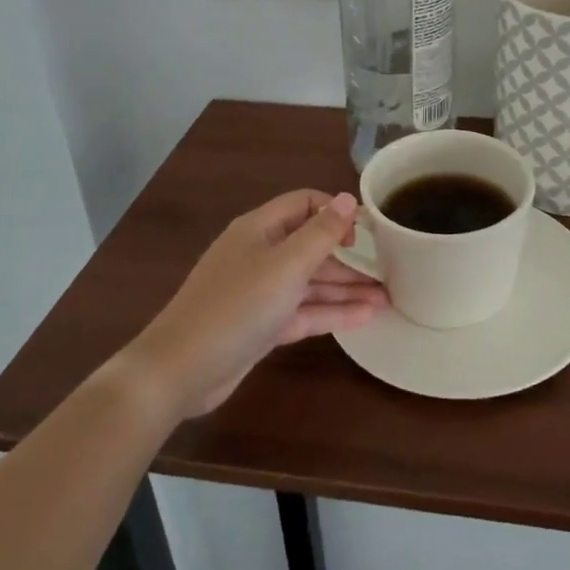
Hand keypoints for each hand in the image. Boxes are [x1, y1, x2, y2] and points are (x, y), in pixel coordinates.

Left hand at [125, 190, 384, 418]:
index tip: (367, 232)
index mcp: (260, 229)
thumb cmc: (236, 306)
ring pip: (311, 282)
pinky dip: (331, 312)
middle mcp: (261, 254)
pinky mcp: (262, 325)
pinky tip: (365, 317)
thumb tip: (348, 198)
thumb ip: (321, 233)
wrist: (180, 371)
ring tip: (388, 297)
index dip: (336, 212)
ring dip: (346, 288)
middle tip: (390, 269)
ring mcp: (260, 292)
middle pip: (311, 246)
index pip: (305, 204)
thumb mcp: (285, 265)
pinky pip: (303, 311)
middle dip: (349, 257)